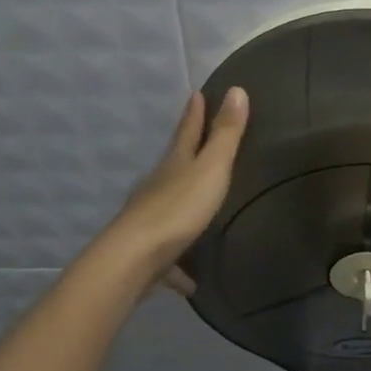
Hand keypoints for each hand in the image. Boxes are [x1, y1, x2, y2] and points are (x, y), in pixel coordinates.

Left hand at [106, 87, 249, 294]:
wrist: (134, 259)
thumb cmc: (178, 209)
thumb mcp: (210, 168)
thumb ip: (225, 134)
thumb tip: (236, 89)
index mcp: (175, 165)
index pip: (187, 132)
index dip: (195, 114)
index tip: (196, 94)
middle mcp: (158, 187)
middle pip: (174, 164)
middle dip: (184, 151)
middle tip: (195, 138)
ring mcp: (149, 219)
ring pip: (167, 207)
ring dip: (181, 205)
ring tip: (197, 210)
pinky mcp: (148, 253)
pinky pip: (169, 257)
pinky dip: (178, 265)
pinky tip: (190, 281)